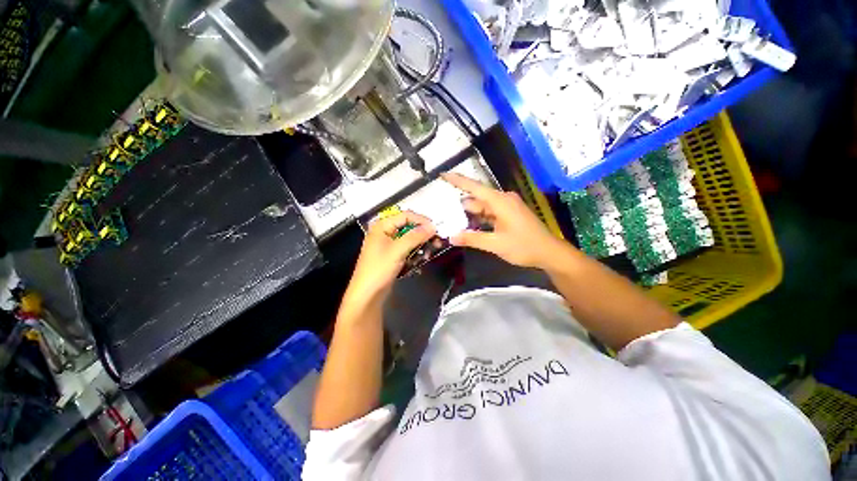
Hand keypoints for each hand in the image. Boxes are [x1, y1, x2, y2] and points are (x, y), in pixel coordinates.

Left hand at [343, 211, 435, 305]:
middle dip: (422, 235)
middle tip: (437, 242)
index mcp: (382, 226)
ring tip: (428, 254)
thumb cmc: (379, 269)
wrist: (367, 295)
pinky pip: (407, 249)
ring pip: (409, 239)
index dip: (421, 221)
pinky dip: (415, 253)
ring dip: (420, 245)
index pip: (406, 216)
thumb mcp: (398, 250)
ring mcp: (388, 245)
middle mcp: (385, 232)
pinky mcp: (392, 256)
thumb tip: (432, 226)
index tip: (436, 229)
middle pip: (408, 227)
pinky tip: (421, 259)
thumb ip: (415, 236)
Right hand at [442, 172, 567, 268]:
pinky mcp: (508, 214)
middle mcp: (503, 200)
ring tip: (449, 217)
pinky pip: (489, 213)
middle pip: (476, 198)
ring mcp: (506, 207)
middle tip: (441, 206)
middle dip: (459, 203)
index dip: (458, 180)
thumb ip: (472, 239)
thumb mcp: (496, 244)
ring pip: (482, 206)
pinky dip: (478, 218)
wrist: (549, 252)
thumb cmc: (524, 246)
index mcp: (500, 201)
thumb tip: (451, 237)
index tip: (443, 175)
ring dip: (468, 213)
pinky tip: (467, 225)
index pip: (474, 187)